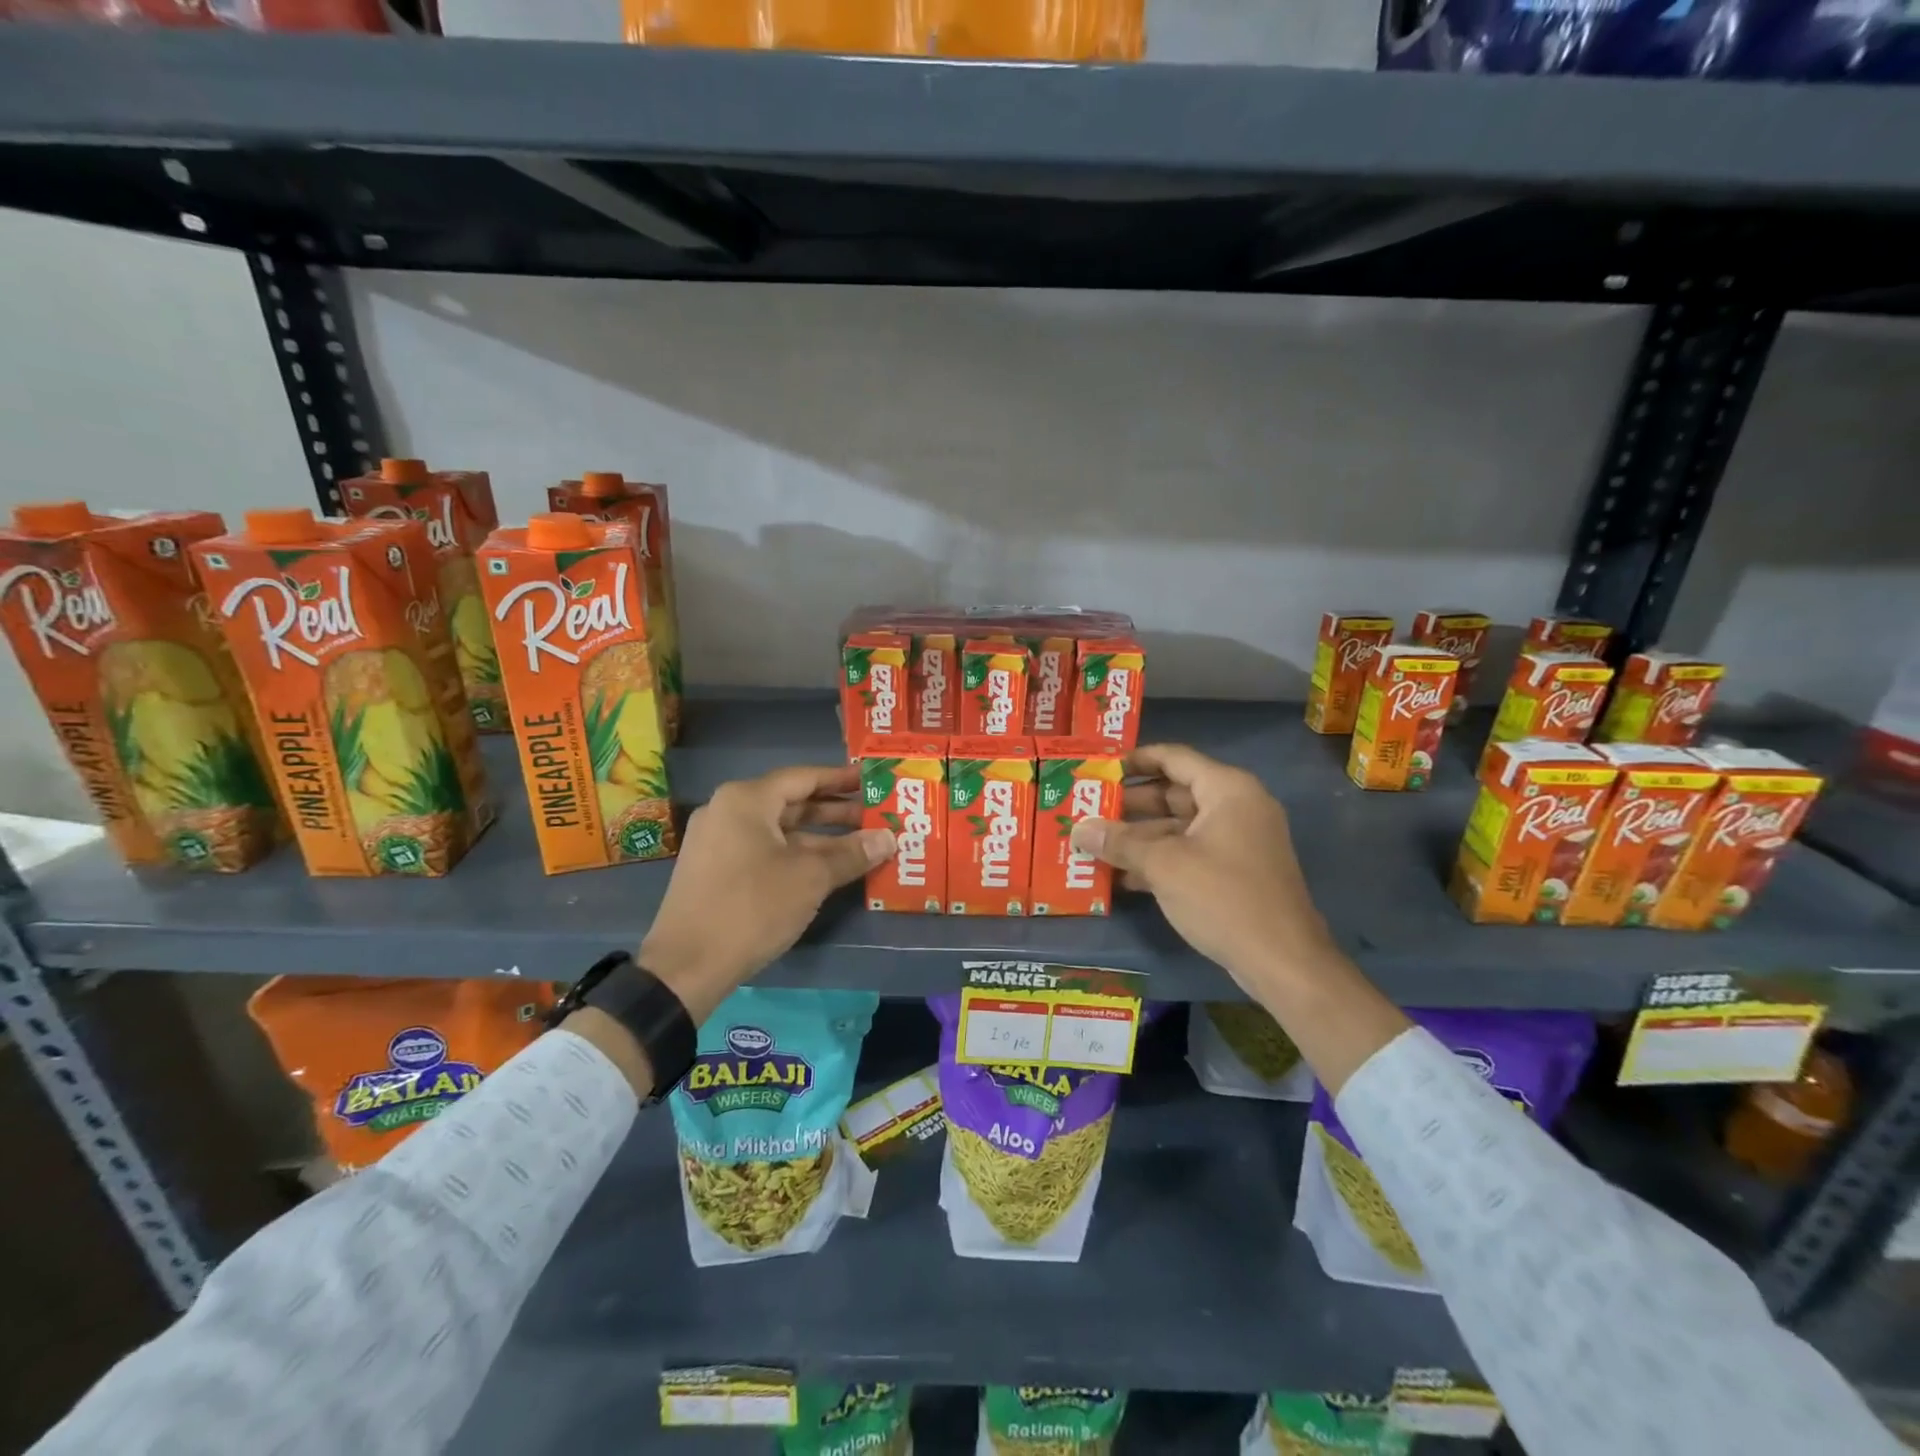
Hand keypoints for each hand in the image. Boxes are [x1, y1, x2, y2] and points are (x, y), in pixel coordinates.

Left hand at [637, 765, 894, 1023]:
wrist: (685, 967)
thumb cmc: (752, 908)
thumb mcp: (810, 878)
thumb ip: (851, 853)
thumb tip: (889, 838)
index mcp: (746, 800)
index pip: (804, 777)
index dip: (841, 779)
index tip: (872, 782)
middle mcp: (727, 811)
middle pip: (791, 802)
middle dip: (835, 811)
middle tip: (875, 816)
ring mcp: (717, 841)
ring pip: (778, 830)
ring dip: (818, 837)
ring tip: (860, 845)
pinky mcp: (714, 870)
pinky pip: (763, 849)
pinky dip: (795, 854)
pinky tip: (825, 869)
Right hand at [1069, 744, 1338, 995]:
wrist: (1282, 961)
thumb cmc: (1223, 897)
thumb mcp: (1163, 865)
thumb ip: (1119, 842)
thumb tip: (1079, 828)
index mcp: (1227, 790)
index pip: (1174, 758)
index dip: (1135, 760)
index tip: (1100, 770)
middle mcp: (1236, 807)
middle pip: (1174, 793)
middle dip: (1130, 804)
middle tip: (1088, 810)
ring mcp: (1239, 841)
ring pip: (1179, 827)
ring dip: (1140, 836)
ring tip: (1096, 844)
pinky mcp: (1236, 872)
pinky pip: (1191, 853)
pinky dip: (1160, 859)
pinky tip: (1122, 877)